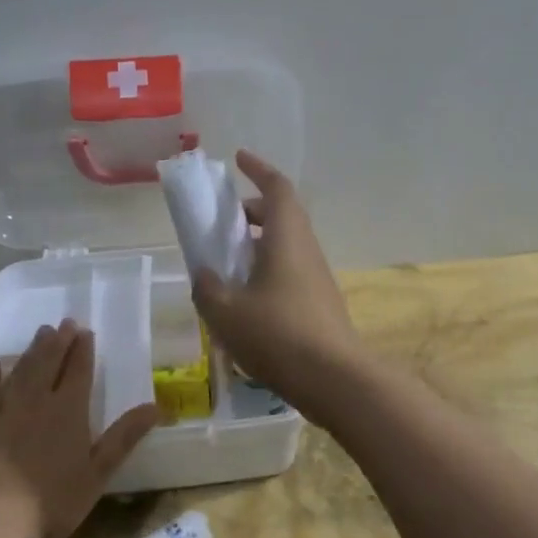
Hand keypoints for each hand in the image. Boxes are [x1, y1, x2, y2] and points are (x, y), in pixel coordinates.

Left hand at [0, 321, 158, 537]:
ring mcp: (1, 408)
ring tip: (40, 334)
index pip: (78, 372)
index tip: (85, 332)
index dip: (83, 350)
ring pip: (19, 370)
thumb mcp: (97, 474)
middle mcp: (36, 400)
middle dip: (59, 342)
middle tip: (64, 323)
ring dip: (32, 350)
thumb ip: (124, 438)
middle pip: (48, 363)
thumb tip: (156, 407)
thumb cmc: (50, 501)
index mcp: (68, 411)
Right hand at [190, 150, 364, 413]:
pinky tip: (246, 301)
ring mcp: (317, 278)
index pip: (277, 188)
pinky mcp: (320, 304)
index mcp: (286, 238)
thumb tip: (204, 275)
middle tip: (223, 222)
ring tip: (227, 264)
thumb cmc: (277, 335)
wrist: (334, 379)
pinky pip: (290, 272)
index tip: (239, 158)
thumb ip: (208, 287)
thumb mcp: (225, 311)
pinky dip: (267, 271)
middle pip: (282, 216)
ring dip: (258, 244)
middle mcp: (306, 250)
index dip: (258, 168)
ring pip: (286, 246)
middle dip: (252, 211)